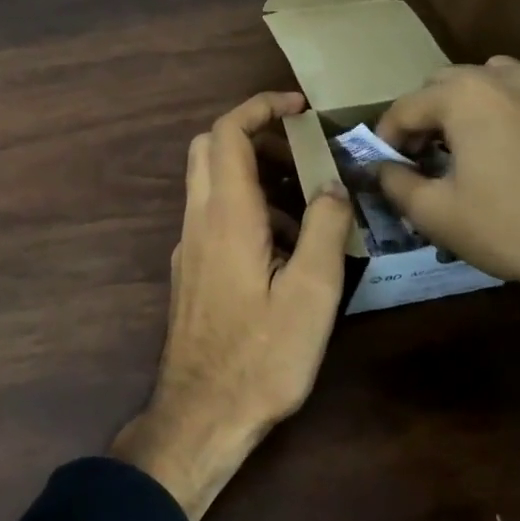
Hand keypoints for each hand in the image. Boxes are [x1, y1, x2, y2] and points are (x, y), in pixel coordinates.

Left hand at [111, 92, 353, 520]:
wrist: (202, 413)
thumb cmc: (261, 357)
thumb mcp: (311, 294)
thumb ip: (323, 230)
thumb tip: (332, 186)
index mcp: (226, 216)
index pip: (228, 133)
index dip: (260, 107)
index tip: (300, 106)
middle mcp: (198, 221)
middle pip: (209, 148)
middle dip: (254, 134)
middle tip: (302, 150)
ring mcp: (187, 246)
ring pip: (209, 183)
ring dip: (252, 174)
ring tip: (306, 203)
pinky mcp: (189, 271)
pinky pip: (213, 216)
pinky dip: (245, 207)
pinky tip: (283, 247)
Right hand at [374, 58, 519, 333]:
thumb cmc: (510, 227)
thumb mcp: (435, 214)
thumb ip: (395, 183)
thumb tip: (380, 169)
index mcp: (465, 95)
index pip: (405, 106)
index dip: (385, 137)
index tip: (383, 166)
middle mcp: (507, 79)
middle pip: (447, 83)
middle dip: (425, 115)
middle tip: (420, 156)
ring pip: (493, 81)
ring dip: (468, 106)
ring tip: (466, 146)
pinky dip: (509, 116)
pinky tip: (513, 156)